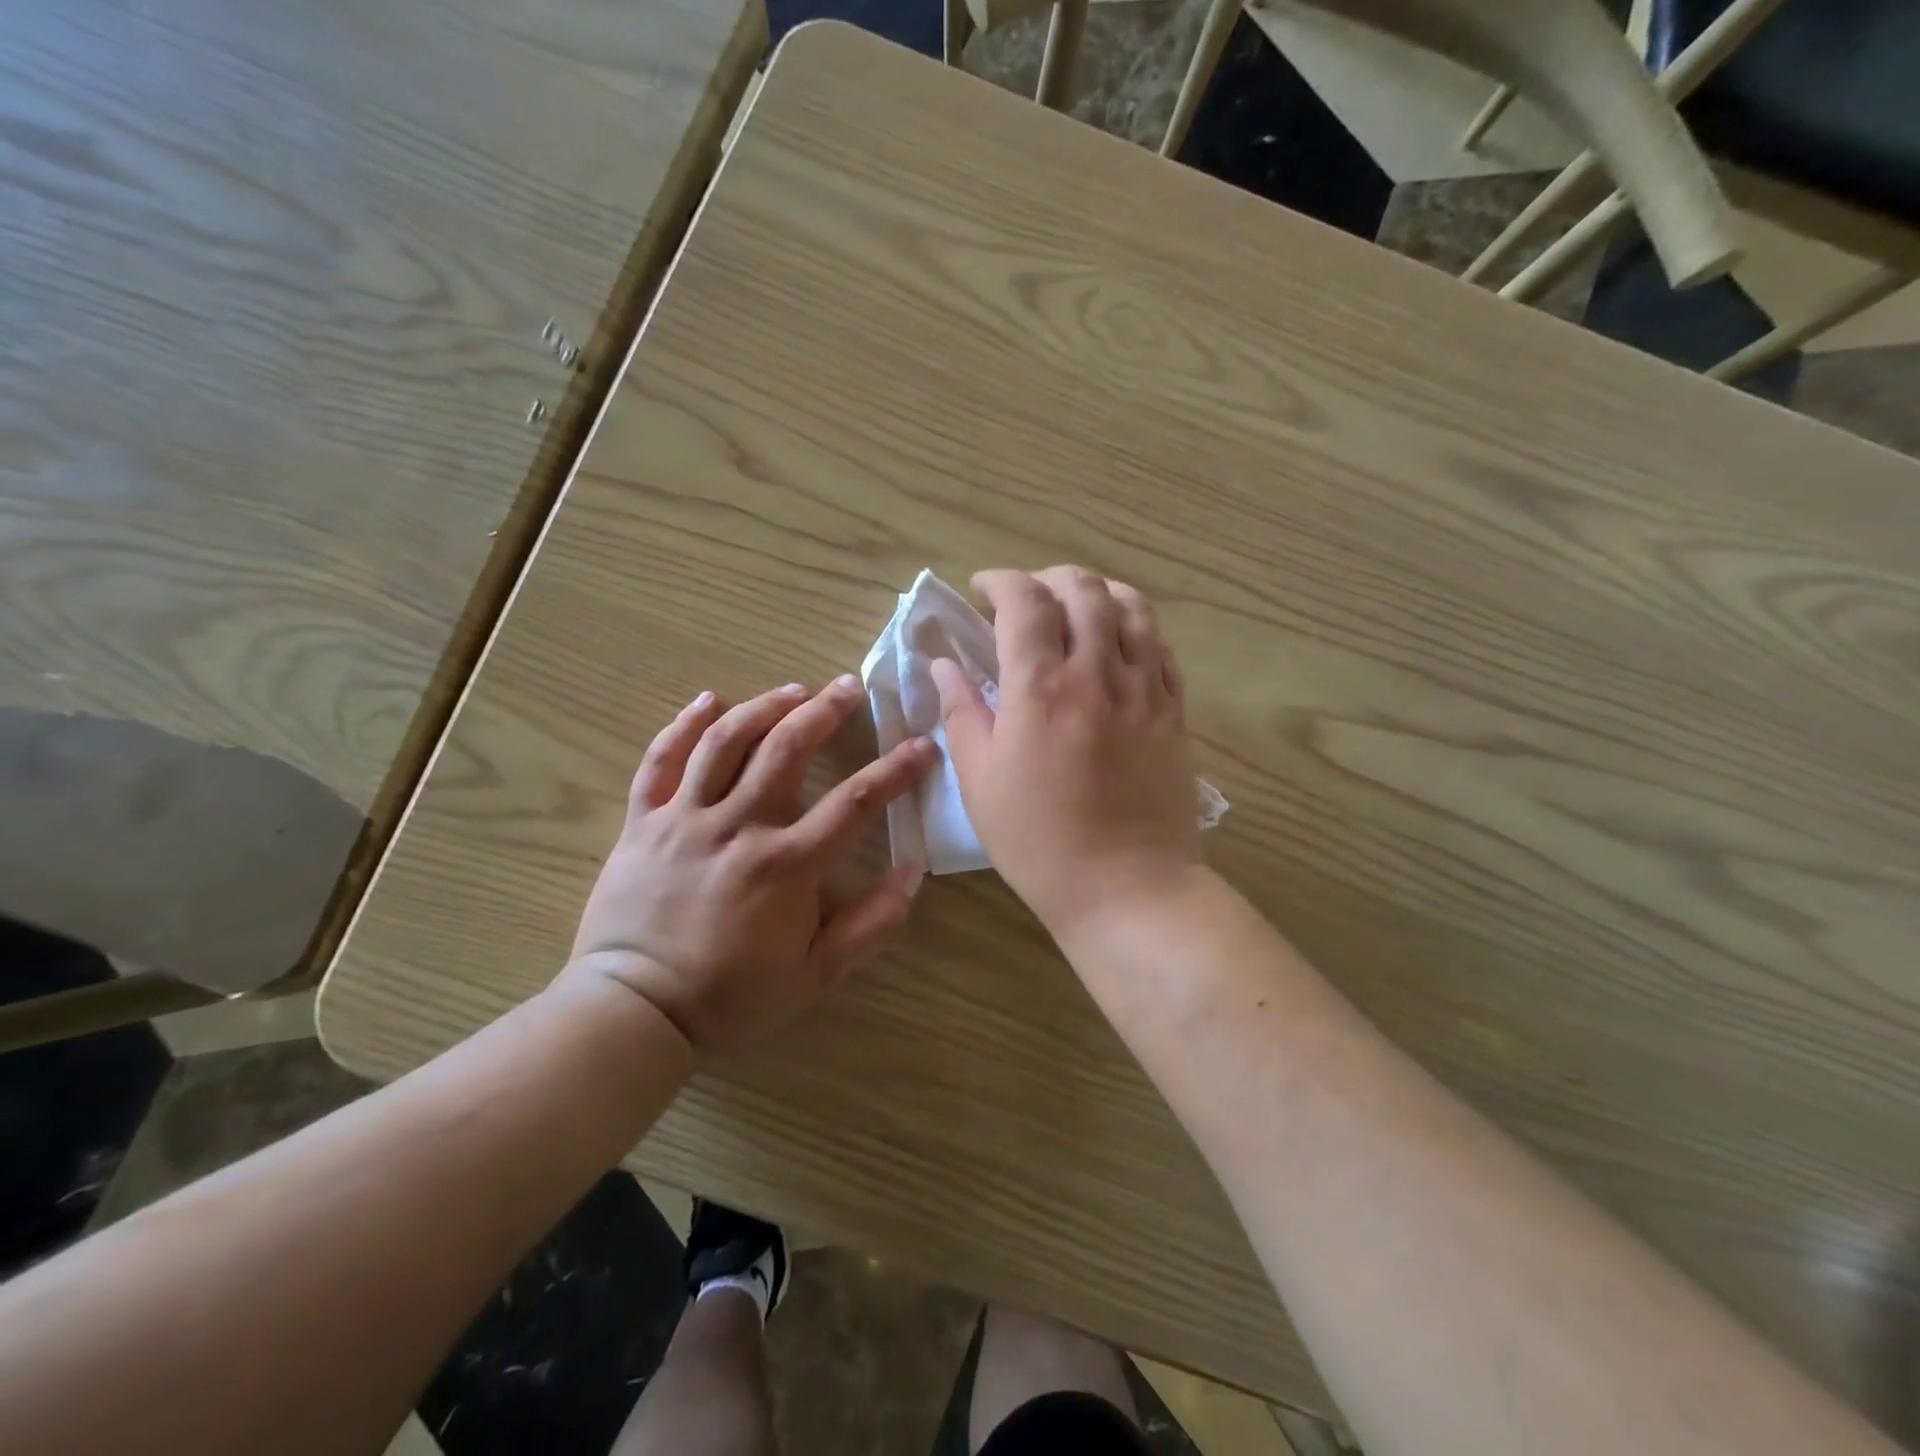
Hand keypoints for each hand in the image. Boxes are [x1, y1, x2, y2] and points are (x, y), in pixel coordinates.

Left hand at [567, 677, 937, 1052]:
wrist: (635, 1010)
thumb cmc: (731, 994)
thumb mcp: (816, 973)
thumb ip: (870, 925)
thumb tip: (912, 873)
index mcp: (785, 864)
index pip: (854, 802)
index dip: (895, 770)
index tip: (921, 745)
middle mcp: (738, 826)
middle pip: (787, 749)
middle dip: (825, 710)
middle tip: (849, 686)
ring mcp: (685, 818)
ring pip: (726, 742)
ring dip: (764, 706)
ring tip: (793, 690)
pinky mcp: (643, 821)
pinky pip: (660, 761)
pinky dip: (683, 725)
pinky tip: (708, 701)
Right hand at [933, 567, 1202, 939]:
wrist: (1128, 888)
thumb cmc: (1039, 842)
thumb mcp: (980, 782)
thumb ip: (962, 713)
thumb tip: (946, 666)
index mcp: (1040, 689)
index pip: (1024, 601)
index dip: (1000, 582)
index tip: (982, 590)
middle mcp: (1097, 673)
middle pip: (1082, 589)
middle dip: (1047, 579)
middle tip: (1025, 600)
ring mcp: (1144, 689)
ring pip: (1131, 606)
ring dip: (1098, 592)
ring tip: (1076, 608)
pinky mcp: (1174, 711)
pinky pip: (1161, 646)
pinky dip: (1135, 627)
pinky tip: (1117, 644)